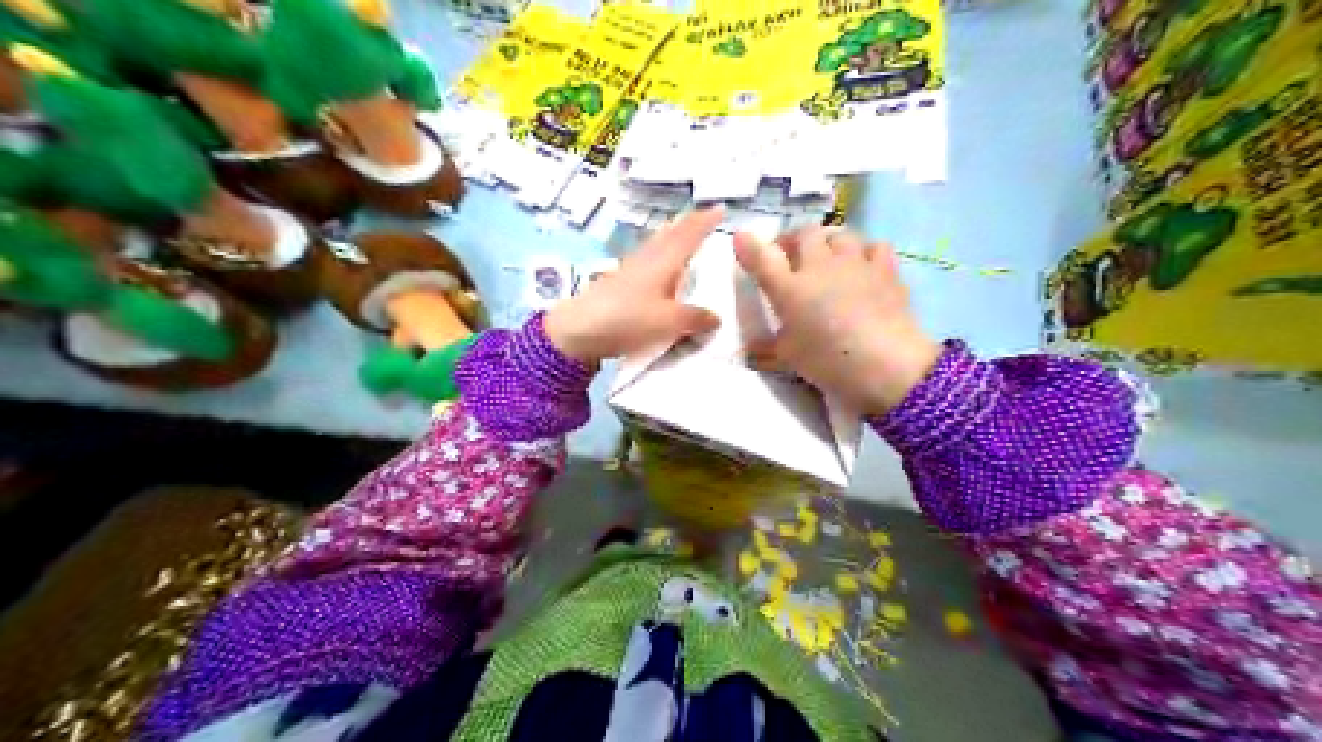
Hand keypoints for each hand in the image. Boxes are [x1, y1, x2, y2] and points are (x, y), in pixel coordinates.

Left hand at [546, 210, 722, 365]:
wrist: (578, 330)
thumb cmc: (628, 319)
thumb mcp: (668, 322)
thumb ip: (694, 318)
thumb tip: (716, 317)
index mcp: (664, 260)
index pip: (689, 234)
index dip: (706, 221)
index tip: (721, 208)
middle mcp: (648, 258)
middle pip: (671, 234)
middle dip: (689, 224)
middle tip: (705, 218)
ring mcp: (631, 268)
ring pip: (657, 244)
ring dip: (673, 237)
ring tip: (685, 236)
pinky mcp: (619, 282)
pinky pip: (647, 259)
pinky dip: (660, 255)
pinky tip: (660, 267)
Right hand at [732, 227, 937, 417]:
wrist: (885, 364)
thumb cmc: (828, 363)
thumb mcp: (788, 359)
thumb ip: (767, 349)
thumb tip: (749, 351)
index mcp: (789, 289)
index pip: (762, 258)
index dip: (749, 246)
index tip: (742, 239)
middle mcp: (819, 267)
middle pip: (804, 233)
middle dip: (795, 240)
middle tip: (793, 257)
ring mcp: (855, 263)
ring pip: (840, 234)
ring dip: (831, 242)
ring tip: (831, 259)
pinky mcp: (886, 269)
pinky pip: (874, 247)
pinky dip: (867, 253)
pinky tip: (866, 267)